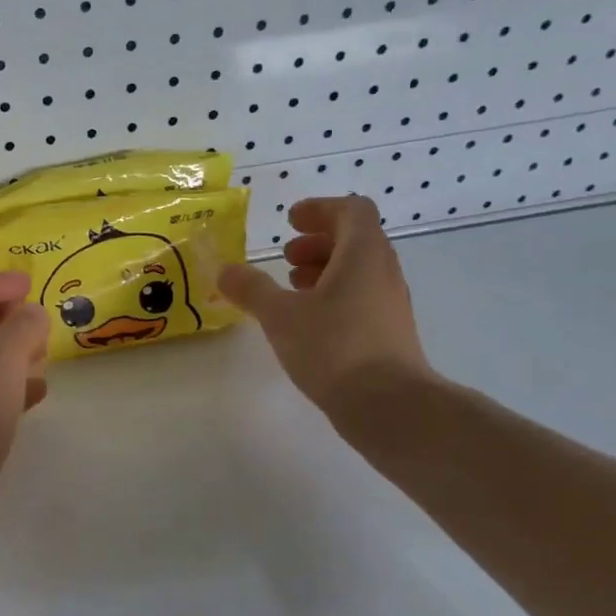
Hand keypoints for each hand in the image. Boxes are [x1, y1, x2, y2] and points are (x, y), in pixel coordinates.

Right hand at [218, 196, 433, 426]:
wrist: (388, 406)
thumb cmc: (333, 348)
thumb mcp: (279, 315)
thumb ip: (251, 288)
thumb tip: (225, 270)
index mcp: (363, 254)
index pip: (352, 210)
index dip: (320, 209)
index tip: (290, 222)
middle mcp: (383, 272)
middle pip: (355, 239)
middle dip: (317, 242)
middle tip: (286, 257)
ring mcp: (390, 303)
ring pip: (358, 271)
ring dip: (324, 270)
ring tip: (291, 289)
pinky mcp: (389, 332)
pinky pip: (361, 297)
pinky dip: (333, 296)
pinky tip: (308, 323)